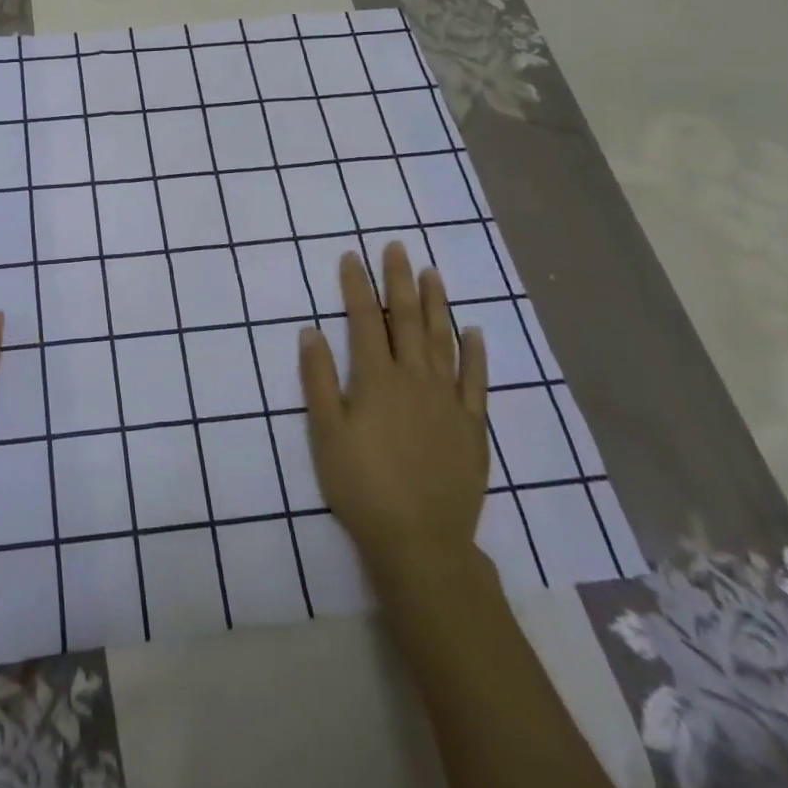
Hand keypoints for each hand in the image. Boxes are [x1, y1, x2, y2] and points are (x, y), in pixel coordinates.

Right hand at [299, 241, 489, 572]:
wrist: (421, 541)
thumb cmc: (363, 486)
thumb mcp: (326, 433)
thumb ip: (318, 380)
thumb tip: (310, 330)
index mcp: (376, 379)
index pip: (363, 320)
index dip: (356, 286)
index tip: (351, 256)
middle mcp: (415, 379)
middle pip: (406, 320)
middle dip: (398, 281)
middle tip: (397, 247)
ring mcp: (448, 400)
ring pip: (442, 340)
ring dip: (436, 304)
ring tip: (431, 273)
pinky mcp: (472, 424)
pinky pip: (476, 379)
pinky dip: (476, 352)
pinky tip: (475, 330)